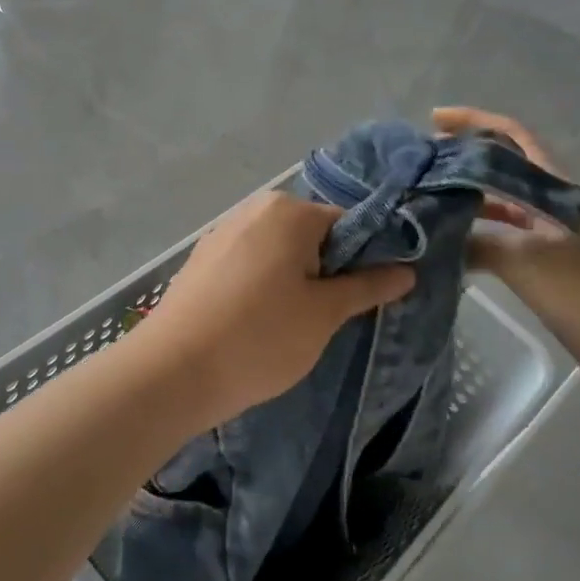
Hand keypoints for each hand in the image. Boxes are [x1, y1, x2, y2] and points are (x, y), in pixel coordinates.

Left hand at [137, 191, 414, 430]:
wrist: (173, 371)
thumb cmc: (260, 337)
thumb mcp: (324, 314)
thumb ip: (366, 286)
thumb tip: (406, 270)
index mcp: (288, 211)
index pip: (347, 224)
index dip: (365, 259)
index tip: (367, 297)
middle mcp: (253, 210)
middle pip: (310, 234)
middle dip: (326, 270)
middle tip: (328, 317)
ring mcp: (221, 234)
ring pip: (277, 251)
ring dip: (293, 280)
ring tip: (290, 325)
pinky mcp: (200, 261)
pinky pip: (247, 264)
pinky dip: (261, 285)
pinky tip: (256, 322)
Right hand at [433, 105, 579, 412]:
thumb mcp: (527, 261)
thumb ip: (479, 243)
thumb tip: (433, 238)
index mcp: (555, 190)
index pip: (514, 138)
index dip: (476, 121)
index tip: (434, 119)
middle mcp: (551, 206)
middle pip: (502, 170)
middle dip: (461, 162)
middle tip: (416, 167)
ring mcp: (550, 240)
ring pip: (499, 209)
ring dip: (464, 202)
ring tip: (421, 204)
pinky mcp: (547, 272)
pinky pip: (501, 244)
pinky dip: (474, 240)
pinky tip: (446, 249)